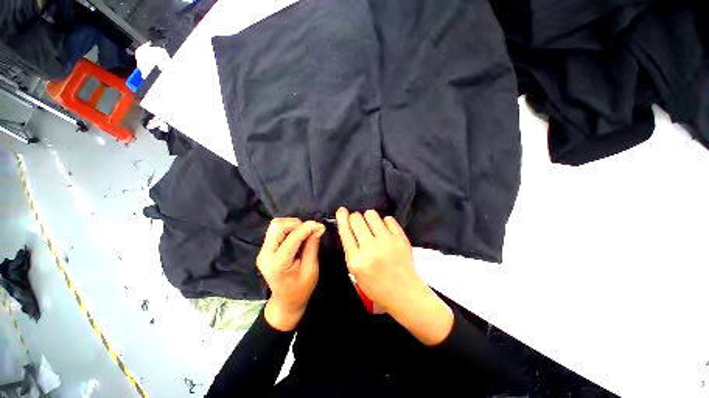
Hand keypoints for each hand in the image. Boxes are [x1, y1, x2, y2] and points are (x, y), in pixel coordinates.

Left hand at [257, 218, 324, 330]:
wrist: (286, 302)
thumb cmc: (301, 290)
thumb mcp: (311, 269)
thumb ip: (312, 246)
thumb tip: (319, 228)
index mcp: (277, 264)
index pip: (292, 237)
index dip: (307, 228)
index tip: (320, 226)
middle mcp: (265, 255)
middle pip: (278, 226)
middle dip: (296, 224)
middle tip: (310, 230)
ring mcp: (263, 252)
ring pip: (275, 226)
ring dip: (291, 225)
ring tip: (304, 232)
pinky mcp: (265, 250)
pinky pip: (275, 231)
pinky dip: (288, 229)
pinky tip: (297, 236)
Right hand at [336, 208, 453, 344]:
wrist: (403, 292)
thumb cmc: (376, 285)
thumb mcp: (355, 272)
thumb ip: (350, 250)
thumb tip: (348, 226)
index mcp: (356, 260)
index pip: (345, 231)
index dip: (342, 217)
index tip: (342, 211)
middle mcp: (370, 248)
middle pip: (357, 218)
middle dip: (355, 218)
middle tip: (360, 224)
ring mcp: (387, 242)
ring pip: (371, 214)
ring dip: (369, 218)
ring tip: (373, 226)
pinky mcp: (400, 238)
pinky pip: (388, 218)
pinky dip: (385, 222)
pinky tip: (386, 231)